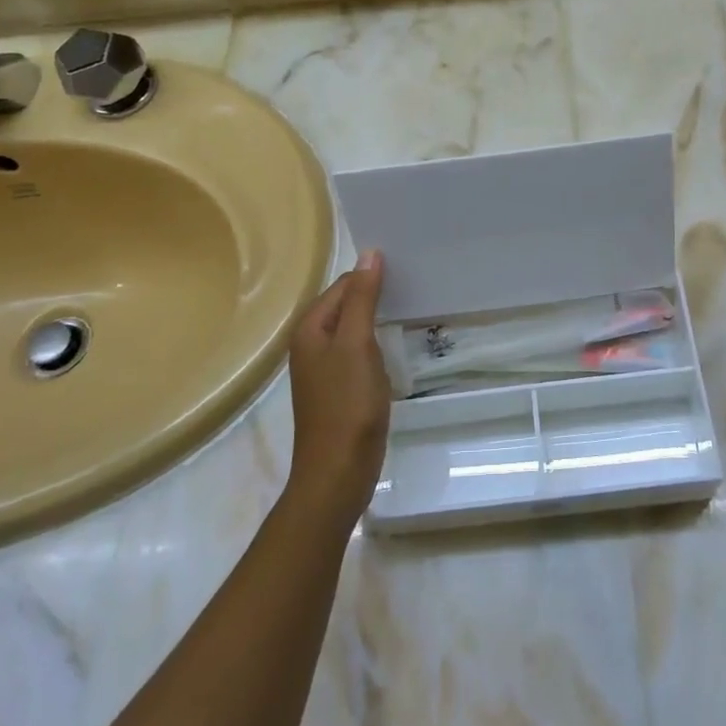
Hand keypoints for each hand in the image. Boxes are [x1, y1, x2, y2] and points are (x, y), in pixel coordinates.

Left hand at [284, 251, 388, 531]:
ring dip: (378, 319)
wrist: (338, 472)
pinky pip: (359, 353)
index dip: (371, 275)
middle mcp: (311, 344)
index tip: (407, 269)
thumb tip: (369, 253)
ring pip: (354, 329)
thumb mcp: (357, 344)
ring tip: (412, 307)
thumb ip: (362, 298)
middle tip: (415, 284)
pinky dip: (377, 344)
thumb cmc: (347, 404)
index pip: (343, 284)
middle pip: (346, 304)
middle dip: (375, 294)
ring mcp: (325, 369)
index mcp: (310, 329)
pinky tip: (397, 346)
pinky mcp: (340, 389)